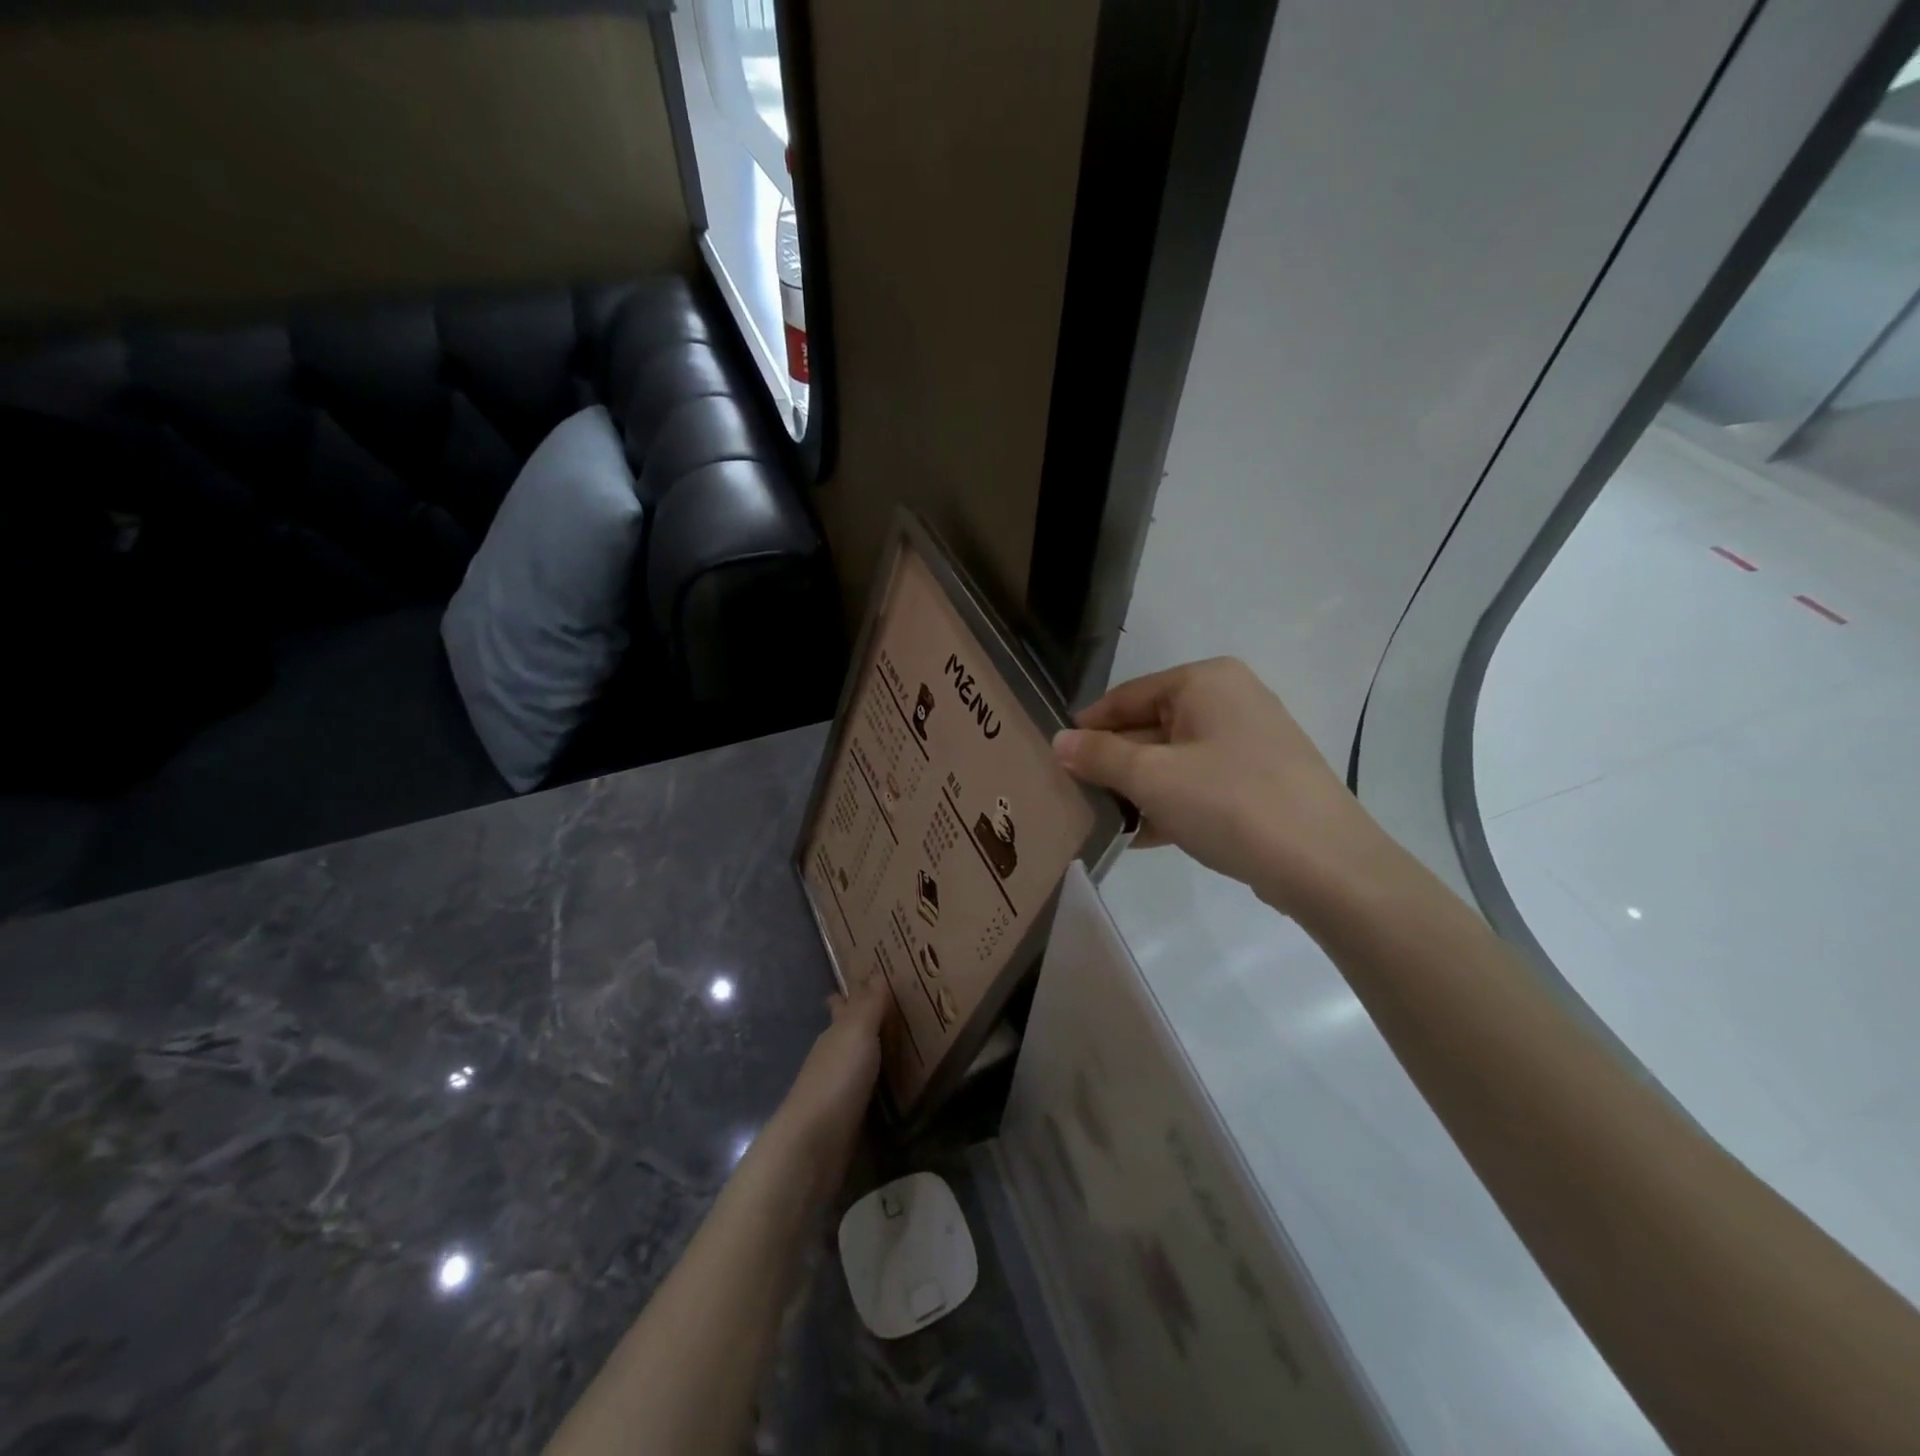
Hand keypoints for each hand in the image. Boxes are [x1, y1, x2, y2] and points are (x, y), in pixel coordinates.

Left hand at [767, 976, 890, 1197]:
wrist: (814, 1143)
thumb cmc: (837, 1078)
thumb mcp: (857, 1033)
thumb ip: (869, 1006)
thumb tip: (875, 974)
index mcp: (834, 1034)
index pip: (841, 1006)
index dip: (851, 995)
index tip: (868, 982)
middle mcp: (832, 1057)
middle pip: (846, 1034)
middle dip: (863, 1023)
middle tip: (893, 1011)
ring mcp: (836, 1090)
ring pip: (856, 1062)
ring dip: (872, 1053)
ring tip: (900, 1045)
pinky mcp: (845, 1119)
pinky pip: (864, 1091)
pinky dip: (876, 1083)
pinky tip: (891, 1086)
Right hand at [1053, 657, 1386, 916]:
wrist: (1325, 865)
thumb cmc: (1229, 802)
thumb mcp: (1152, 777)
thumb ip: (1099, 756)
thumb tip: (1058, 742)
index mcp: (1206, 681)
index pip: (1127, 695)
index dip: (1088, 726)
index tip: (1055, 757)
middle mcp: (1231, 700)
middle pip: (1151, 727)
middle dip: (1113, 763)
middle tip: (1073, 793)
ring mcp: (1250, 742)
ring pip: (1175, 759)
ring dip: (1138, 789)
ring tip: (1101, 819)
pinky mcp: (1261, 782)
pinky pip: (1200, 784)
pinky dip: (1171, 804)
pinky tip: (1142, 836)